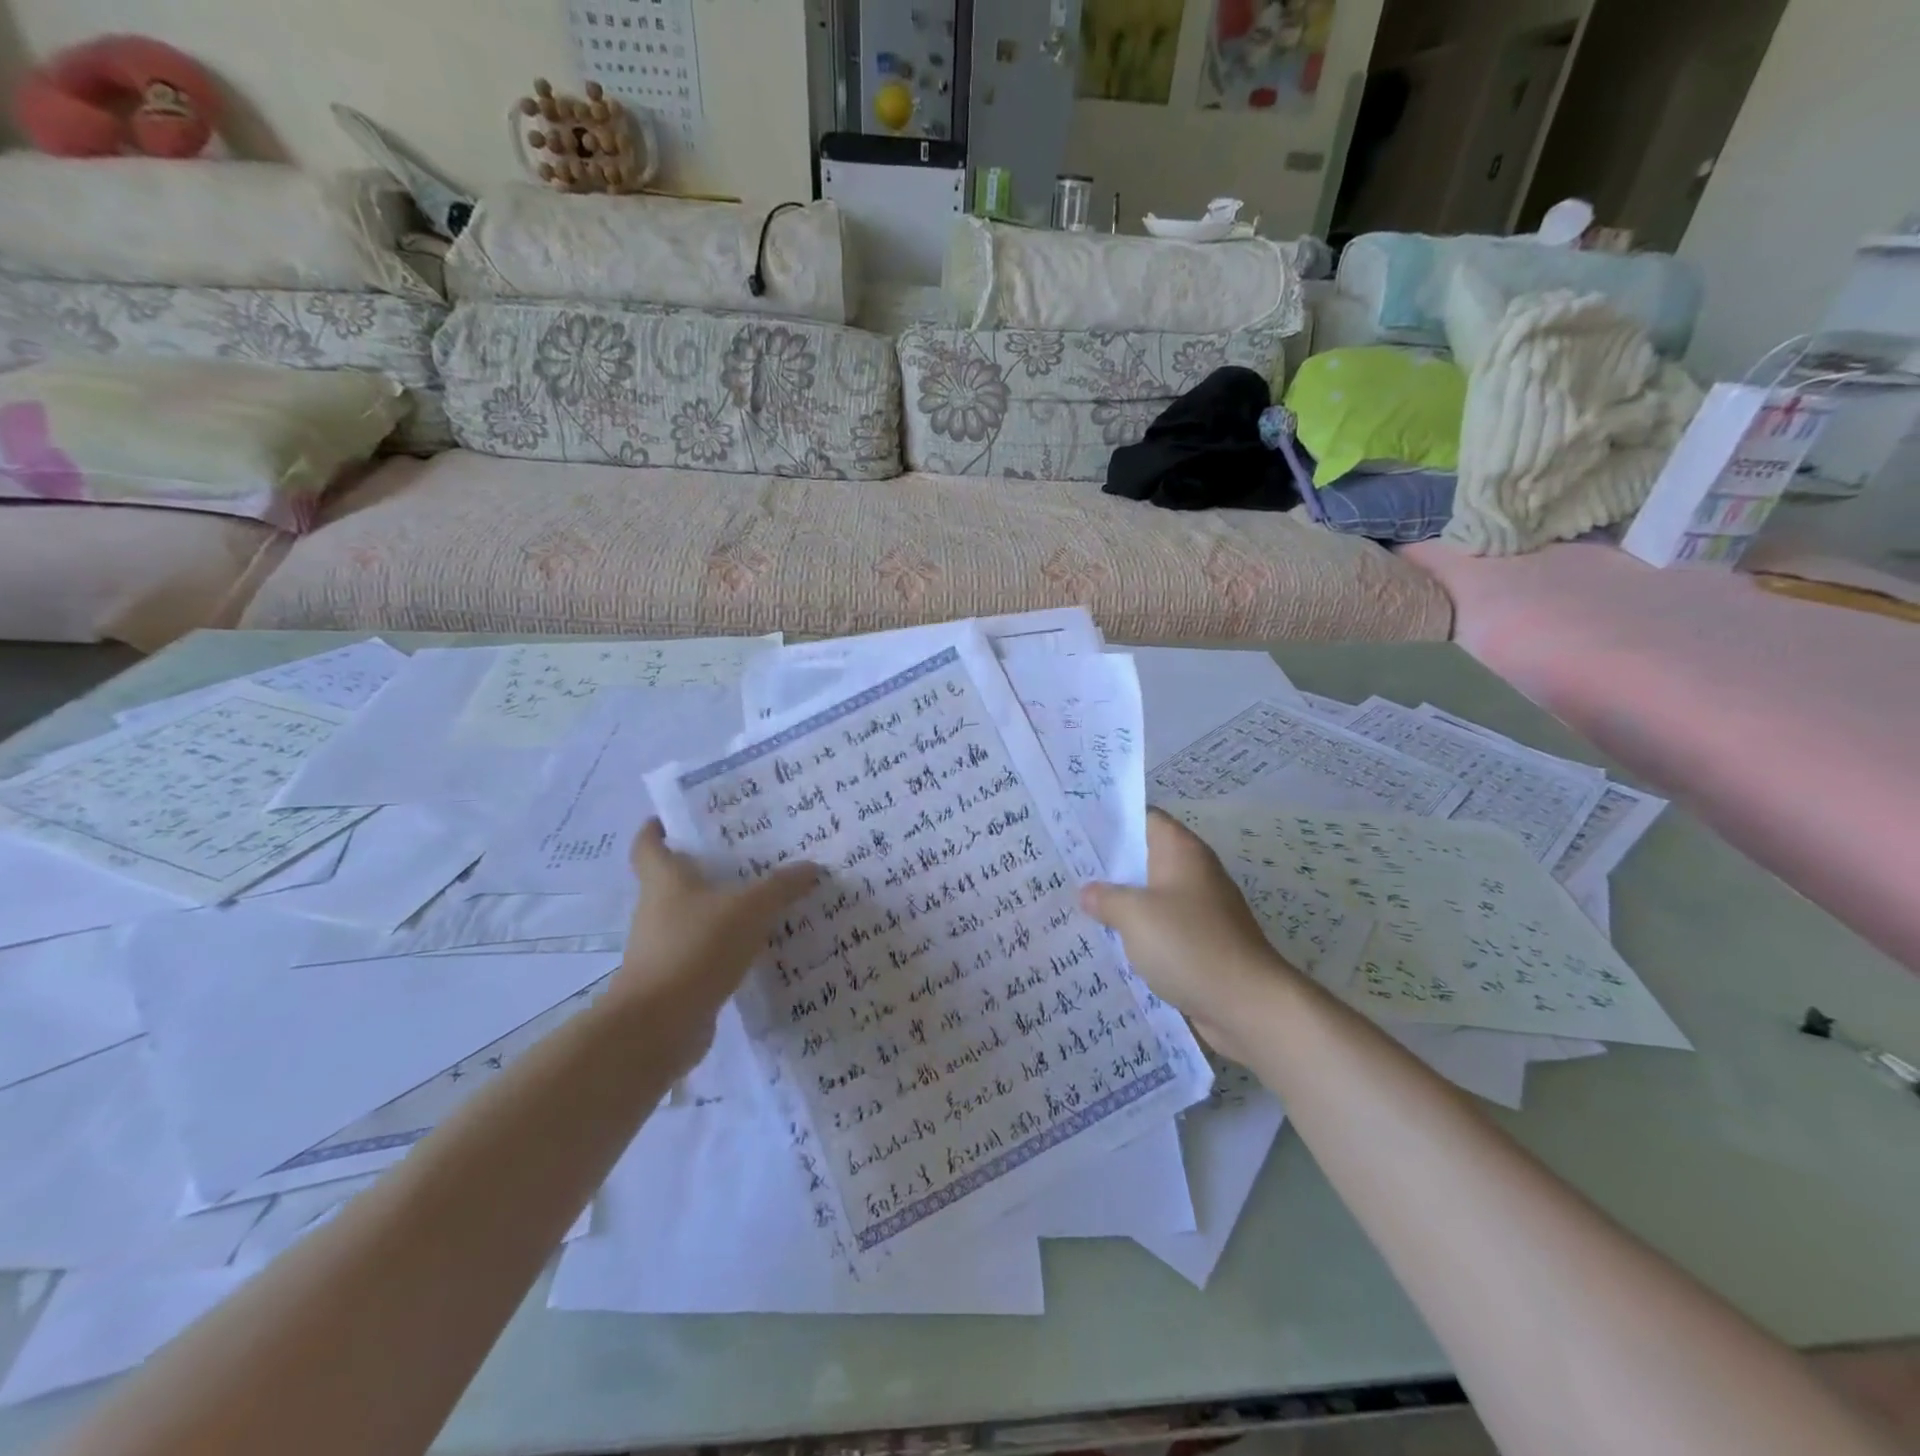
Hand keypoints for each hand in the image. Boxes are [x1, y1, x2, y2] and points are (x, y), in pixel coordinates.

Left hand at [613, 820, 819, 1064]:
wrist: (658, 1026)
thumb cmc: (696, 948)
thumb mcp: (749, 909)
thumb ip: (781, 887)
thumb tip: (812, 867)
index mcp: (665, 880)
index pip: (648, 844)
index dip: (658, 828)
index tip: (677, 818)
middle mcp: (658, 909)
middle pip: (676, 879)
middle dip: (707, 866)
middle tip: (750, 854)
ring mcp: (664, 946)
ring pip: (695, 916)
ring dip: (722, 908)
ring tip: (766, 899)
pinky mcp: (676, 978)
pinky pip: (706, 951)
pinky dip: (728, 945)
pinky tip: (761, 946)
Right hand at [1080, 809, 1302, 1061]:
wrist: (1248, 1005)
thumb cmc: (1189, 945)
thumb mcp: (1135, 916)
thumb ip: (1106, 898)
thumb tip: (1089, 893)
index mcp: (1182, 852)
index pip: (1144, 818)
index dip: (1111, 820)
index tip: (1076, 829)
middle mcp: (1194, 874)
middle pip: (1145, 857)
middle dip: (1108, 865)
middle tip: (1066, 869)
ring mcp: (1200, 910)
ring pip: (1151, 896)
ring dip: (1121, 903)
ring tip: (1077, 906)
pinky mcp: (1201, 943)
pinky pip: (1161, 928)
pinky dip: (1138, 933)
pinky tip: (1108, 944)